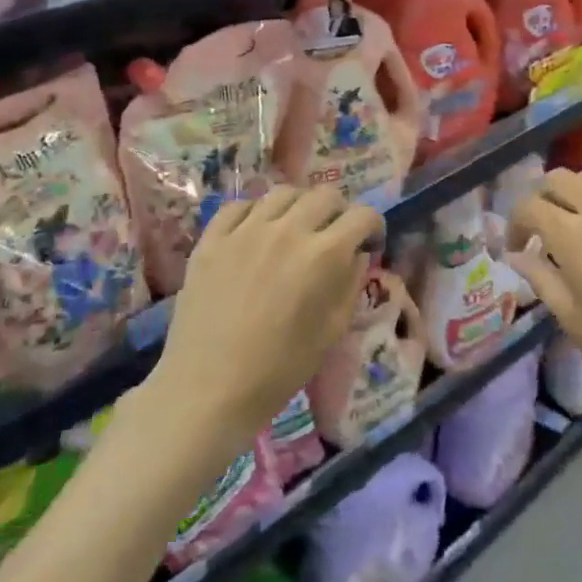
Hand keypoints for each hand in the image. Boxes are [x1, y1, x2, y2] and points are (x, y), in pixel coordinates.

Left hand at [152, 185, 379, 447]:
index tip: (369, 244)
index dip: (373, 227)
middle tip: (334, 236)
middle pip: (325, 195)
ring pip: (283, 193)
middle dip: (340, 212)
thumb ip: (350, 285)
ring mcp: (245, 230)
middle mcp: (287, 230)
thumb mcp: (331, 332)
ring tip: (296, 229)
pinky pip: (239, 205)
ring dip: (299, 206)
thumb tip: (357, 255)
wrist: (208, 389)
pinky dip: (256, 212)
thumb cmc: (279, 369)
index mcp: (324, 254)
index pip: (362, 215)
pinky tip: (257, 231)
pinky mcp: (212, 239)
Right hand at [508, 168, 581, 411]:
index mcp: (573, 239)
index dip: (516, 223)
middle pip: (559, 179)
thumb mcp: (573, 320)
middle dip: (543, 198)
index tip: (519, 247)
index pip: (530, 206)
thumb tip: (516, 255)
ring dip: (580, 191)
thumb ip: (540, 279)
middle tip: (545, 228)